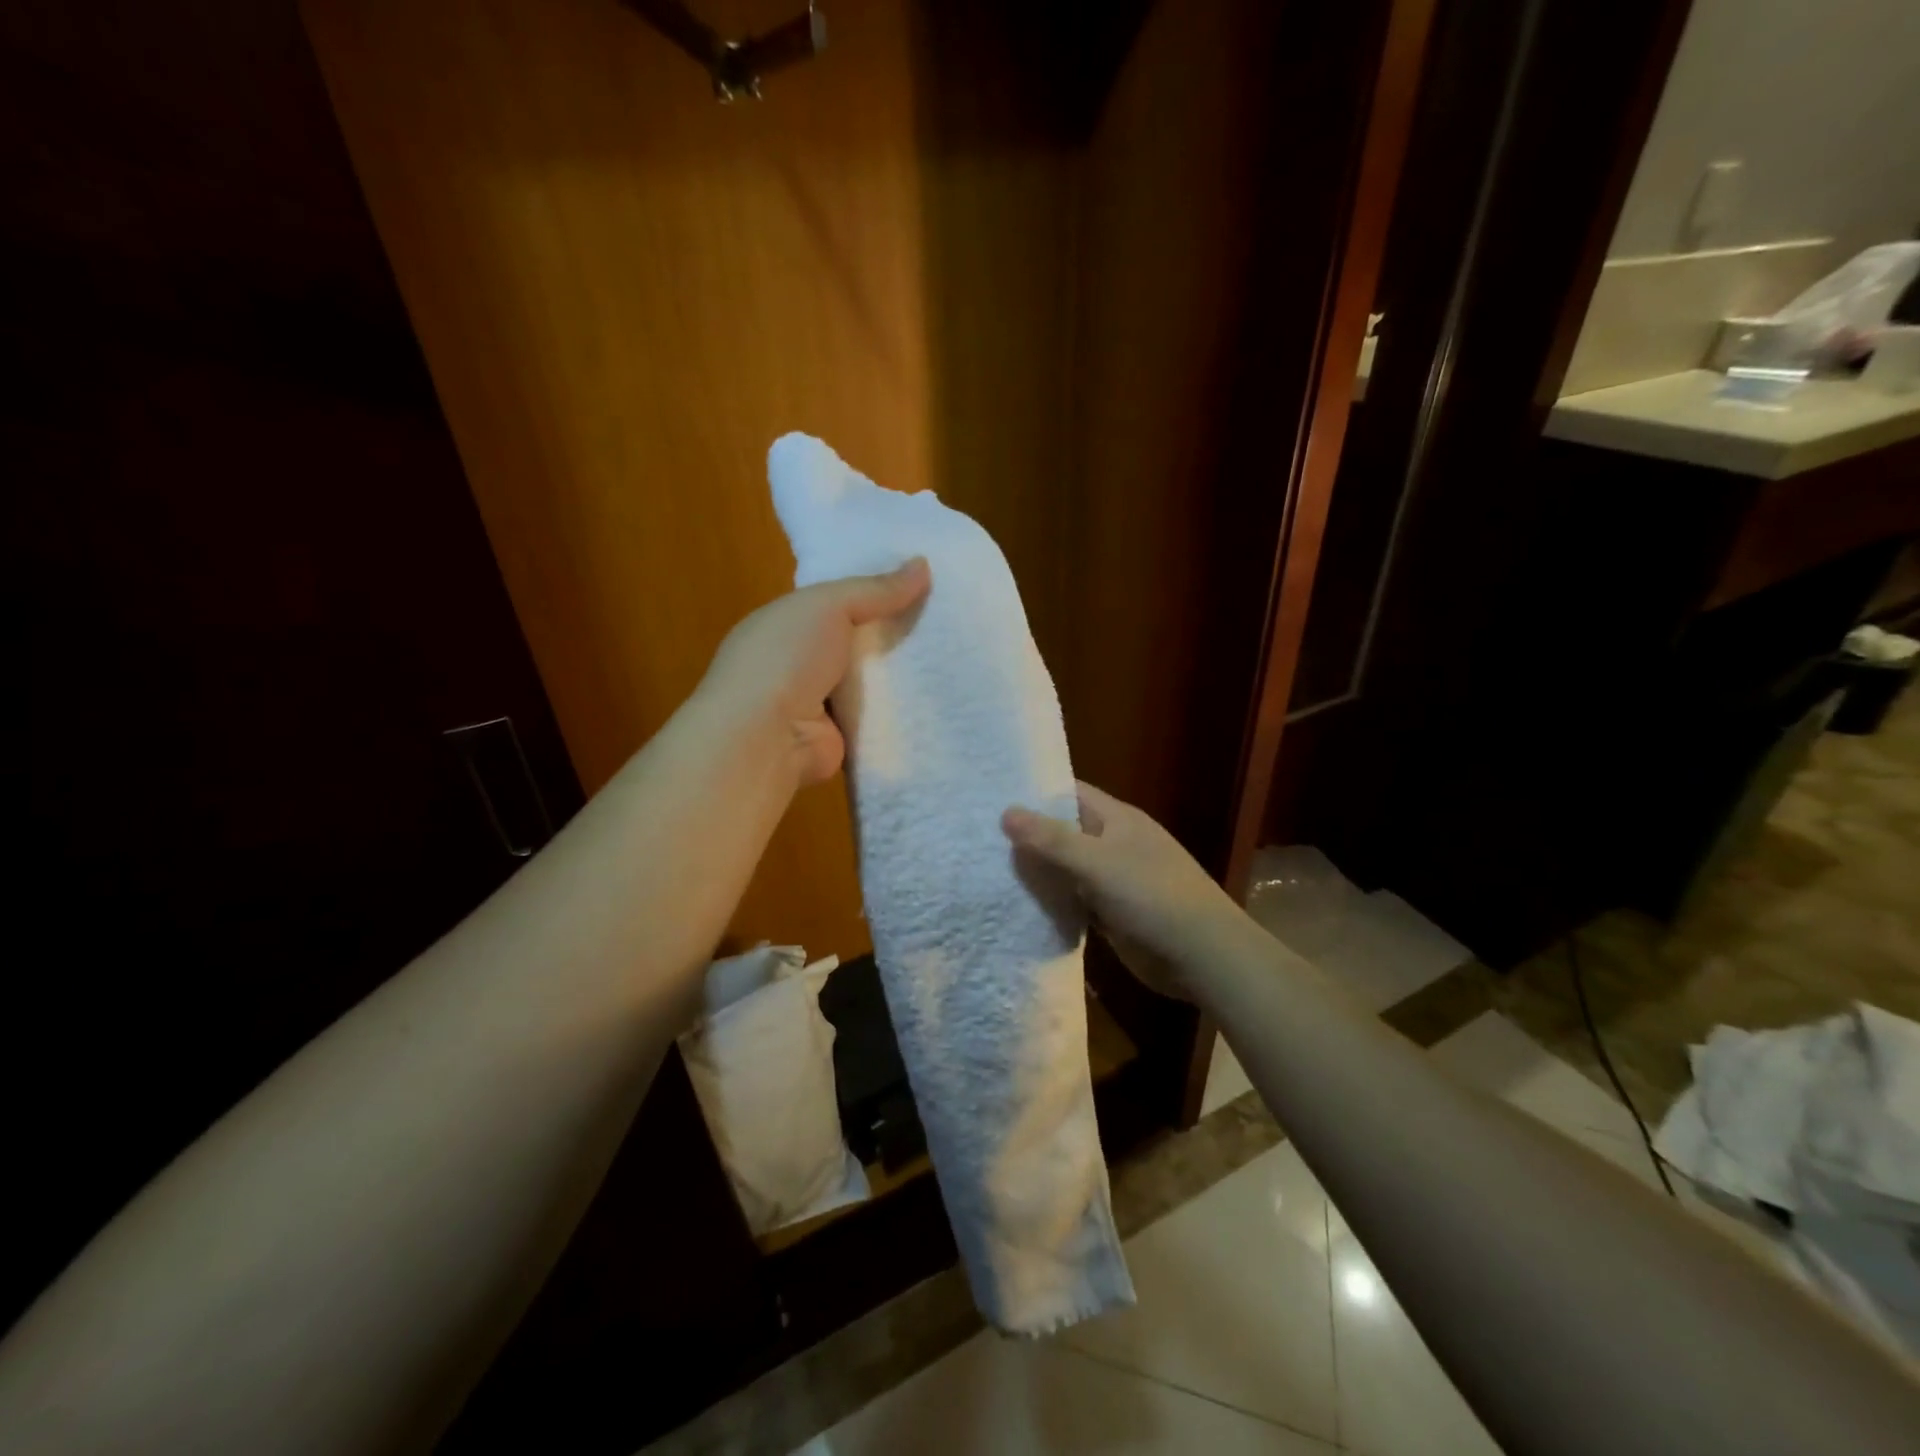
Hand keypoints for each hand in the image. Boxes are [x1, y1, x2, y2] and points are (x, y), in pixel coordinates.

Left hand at [698, 558, 930, 784]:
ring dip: (902, 674)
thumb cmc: (786, 658)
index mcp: (785, 624)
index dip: (873, 590)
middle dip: (895, 631)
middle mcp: (798, 663)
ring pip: (871, 682)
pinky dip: (901, 712)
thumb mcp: (828, 605)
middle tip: (947, 616)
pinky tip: (940, 698)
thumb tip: (923, 564)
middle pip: (857, 641)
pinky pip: (877, 718)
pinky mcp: (841, 737)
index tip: (920, 580)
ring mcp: (819, 704)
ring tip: (954, 654)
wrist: (767, 738)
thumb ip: (875, 589)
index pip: (834, 602)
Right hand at [1003, 782, 1240, 998]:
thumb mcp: (1097, 862)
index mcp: (1117, 819)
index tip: (993, 795)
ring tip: (986, 867)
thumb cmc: (1151, 895)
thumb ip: (1051, 839)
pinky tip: (1019, 905)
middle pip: (1065, 831)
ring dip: (1039, 871)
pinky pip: (1076, 900)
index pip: (1069, 793)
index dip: (1035, 792)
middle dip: (1029, 834)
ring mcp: (1115, 880)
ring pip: (1068, 868)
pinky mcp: (1113, 913)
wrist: (1202, 955)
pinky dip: (1053, 902)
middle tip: (979, 835)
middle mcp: (1115, 844)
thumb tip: (1006, 811)